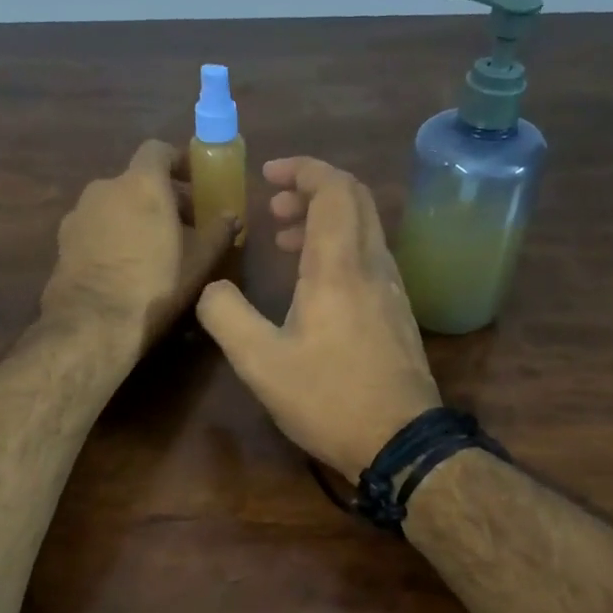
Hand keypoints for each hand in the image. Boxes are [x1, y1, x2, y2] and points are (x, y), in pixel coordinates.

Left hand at [41, 140, 239, 358]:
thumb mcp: (198, 263)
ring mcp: (78, 214)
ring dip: (134, 217)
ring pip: (114, 205)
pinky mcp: (63, 242)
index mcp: (141, 184)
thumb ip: (218, 234)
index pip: (158, 151)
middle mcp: (104, 188)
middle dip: (161, 197)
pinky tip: (124, 266)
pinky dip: (112, 236)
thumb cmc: (154, 286)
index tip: (194, 182)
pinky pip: (96, 228)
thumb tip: (232, 217)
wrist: (91, 324)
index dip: (177, 162)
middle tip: (183, 225)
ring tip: (153, 249)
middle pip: (136, 181)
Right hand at [197, 157, 440, 480]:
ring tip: (285, 242)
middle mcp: (373, 265)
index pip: (333, 189)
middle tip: (274, 208)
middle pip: (355, 198)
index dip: (302, 170)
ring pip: (364, 227)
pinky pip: (369, 256)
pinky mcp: (398, 311)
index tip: (268, 177)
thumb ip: (225, 315)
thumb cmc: (328, 399)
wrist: (401, 443)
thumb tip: (211, 288)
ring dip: (325, 220)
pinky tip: (314, 283)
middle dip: (312, 189)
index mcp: (339, 266)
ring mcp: (393, 288)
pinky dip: (339, 248)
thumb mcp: (259, 362)